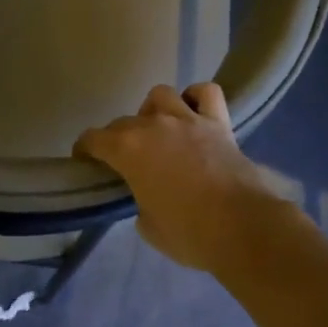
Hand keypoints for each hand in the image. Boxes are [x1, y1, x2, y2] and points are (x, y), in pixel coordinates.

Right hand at [74, 83, 279, 271]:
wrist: (242, 227)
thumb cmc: (189, 233)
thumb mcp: (149, 227)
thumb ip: (140, 204)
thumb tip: (148, 199)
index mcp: (127, 150)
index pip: (92, 138)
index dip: (84, 150)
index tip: (86, 162)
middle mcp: (153, 125)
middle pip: (124, 121)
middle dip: (118, 138)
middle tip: (126, 160)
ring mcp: (187, 119)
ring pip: (160, 95)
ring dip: (154, 110)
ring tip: (159, 130)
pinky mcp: (219, 122)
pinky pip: (206, 93)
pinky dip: (197, 97)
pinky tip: (195, 112)